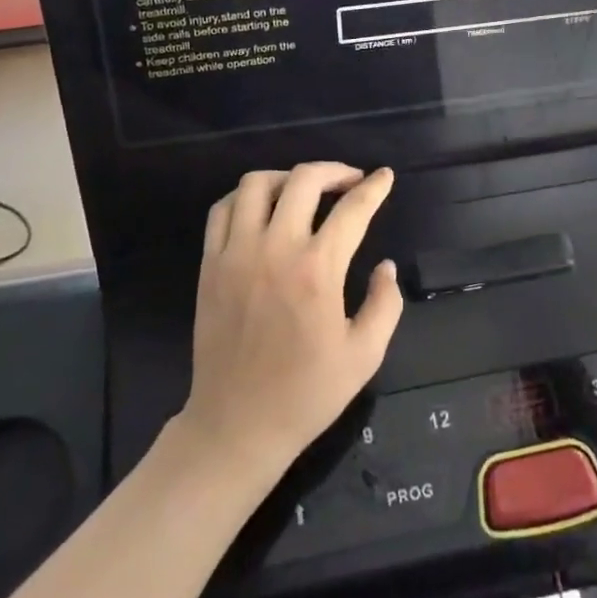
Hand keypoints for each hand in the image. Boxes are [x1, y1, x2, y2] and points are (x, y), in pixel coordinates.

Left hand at [177, 163, 402, 483]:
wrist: (236, 426)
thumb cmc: (306, 394)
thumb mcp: (364, 356)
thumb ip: (385, 304)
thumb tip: (386, 266)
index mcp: (318, 271)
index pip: (352, 209)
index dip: (374, 187)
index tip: (384, 176)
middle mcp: (276, 249)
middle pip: (303, 180)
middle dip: (334, 171)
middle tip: (349, 181)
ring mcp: (236, 253)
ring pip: (256, 184)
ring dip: (287, 177)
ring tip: (303, 191)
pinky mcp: (210, 264)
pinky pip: (223, 209)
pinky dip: (245, 197)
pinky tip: (262, 208)